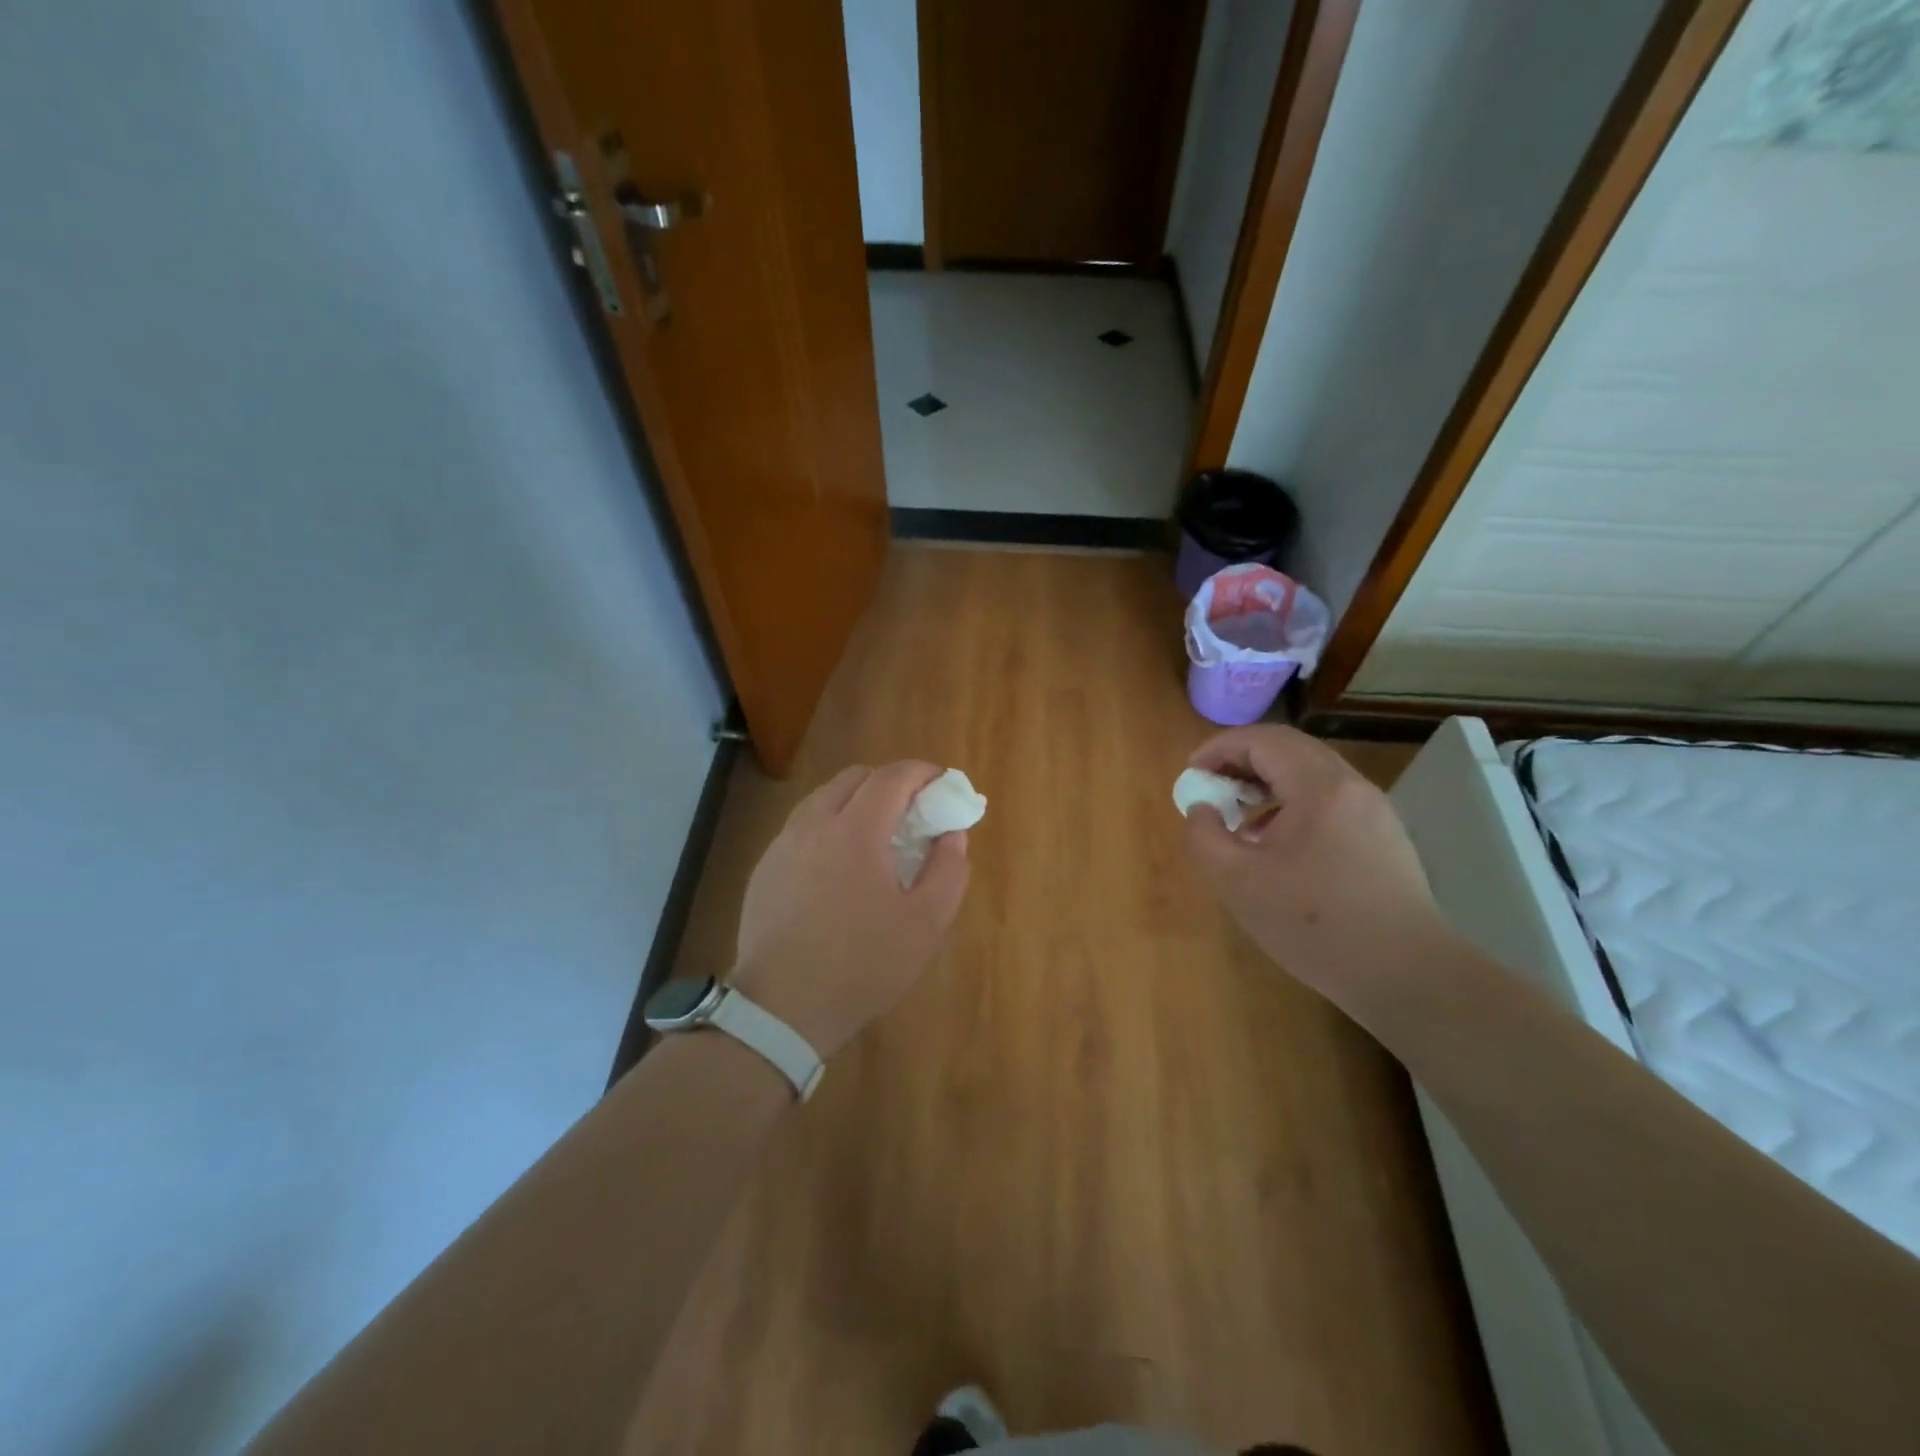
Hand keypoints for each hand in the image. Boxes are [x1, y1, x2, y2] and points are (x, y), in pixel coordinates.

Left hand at [730, 761, 970, 1059]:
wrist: (781, 1009)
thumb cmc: (862, 965)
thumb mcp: (925, 924)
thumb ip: (948, 871)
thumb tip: (952, 835)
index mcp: (856, 831)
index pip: (892, 778)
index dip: (922, 772)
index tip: (942, 783)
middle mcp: (814, 824)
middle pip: (854, 778)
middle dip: (889, 782)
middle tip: (912, 811)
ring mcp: (783, 844)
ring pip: (823, 799)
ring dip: (855, 801)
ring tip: (876, 835)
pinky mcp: (765, 868)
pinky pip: (802, 827)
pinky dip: (828, 825)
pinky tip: (838, 865)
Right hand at [1183, 726, 1446, 1003]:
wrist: (1406, 974)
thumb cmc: (1314, 925)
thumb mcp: (1238, 883)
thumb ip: (1205, 836)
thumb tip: (1202, 809)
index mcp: (1318, 788)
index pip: (1263, 740)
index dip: (1220, 748)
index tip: (1192, 772)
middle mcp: (1352, 787)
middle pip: (1290, 749)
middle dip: (1243, 760)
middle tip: (1212, 787)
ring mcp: (1374, 811)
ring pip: (1312, 774)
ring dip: (1268, 783)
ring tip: (1240, 816)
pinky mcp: (1385, 837)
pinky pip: (1330, 800)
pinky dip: (1294, 804)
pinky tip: (1278, 845)